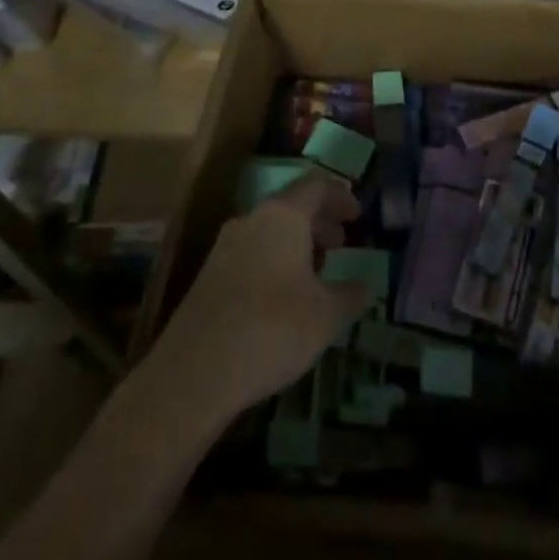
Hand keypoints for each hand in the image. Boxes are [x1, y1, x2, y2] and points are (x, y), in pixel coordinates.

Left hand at [145, 171, 370, 425]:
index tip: (358, 216)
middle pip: (291, 206)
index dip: (340, 197)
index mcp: (283, 215)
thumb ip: (350, 295)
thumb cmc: (272, 329)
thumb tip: (365, 286)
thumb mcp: (326, 316)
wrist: (194, 373)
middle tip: (340, 245)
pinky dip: (274, 262)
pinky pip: (251, 253)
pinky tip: (283, 297)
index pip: (317, 186)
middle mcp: (252, 219)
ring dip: (295, 244)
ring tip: (315, 274)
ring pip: (269, 230)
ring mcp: (225, 247)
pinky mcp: (208, 276)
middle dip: (319, 222)